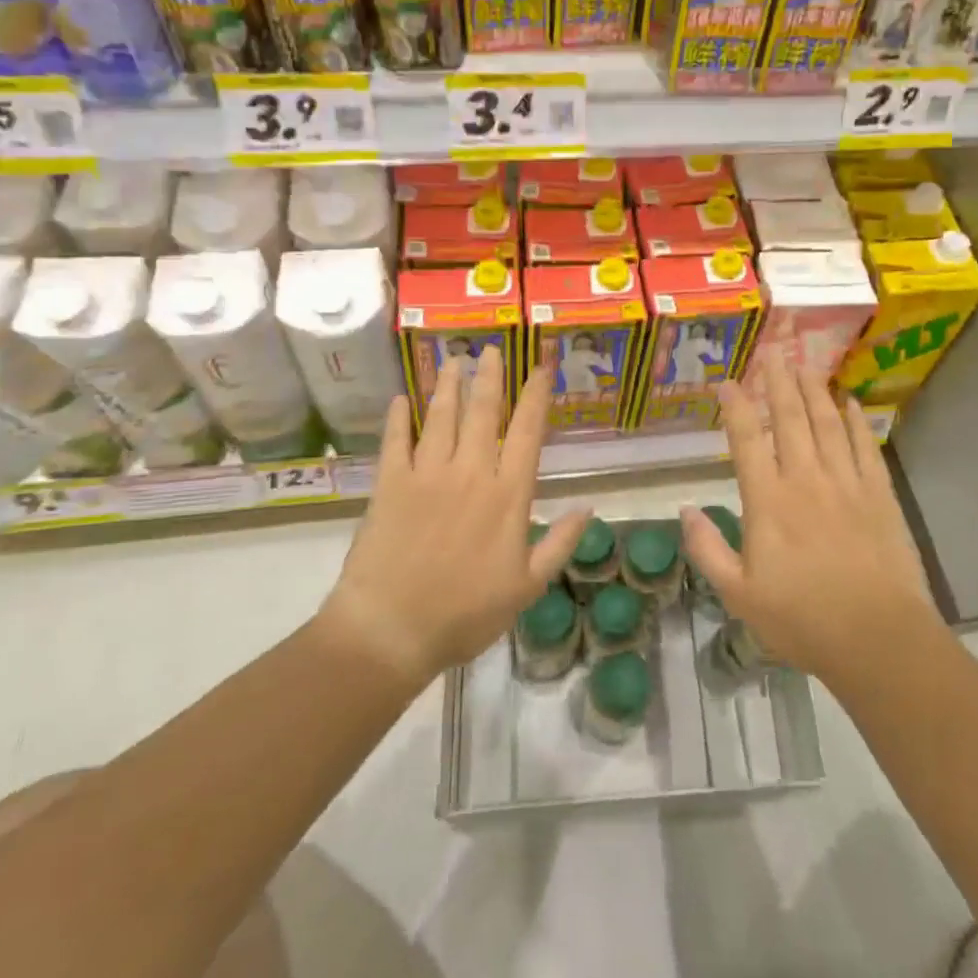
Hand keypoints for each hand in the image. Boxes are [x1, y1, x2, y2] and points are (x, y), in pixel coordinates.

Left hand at [323, 347, 588, 688]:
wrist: (391, 629)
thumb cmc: (466, 614)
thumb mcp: (527, 587)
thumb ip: (560, 543)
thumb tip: (589, 508)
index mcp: (508, 495)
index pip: (527, 433)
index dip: (535, 396)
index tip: (540, 368)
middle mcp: (470, 473)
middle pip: (482, 413)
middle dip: (489, 377)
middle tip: (490, 348)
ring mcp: (426, 475)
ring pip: (441, 418)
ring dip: (448, 386)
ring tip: (453, 360)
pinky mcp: (389, 485)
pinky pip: (395, 442)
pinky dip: (398, 419)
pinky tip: (401, 400)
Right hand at [681, 355, 935, 684]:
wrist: (877, 637)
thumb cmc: (802, 619)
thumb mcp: (739, 595)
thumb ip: (707, 550)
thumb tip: (687, 509)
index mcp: (768, 501)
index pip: (747, 439)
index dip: (736, 406)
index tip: (727, 382)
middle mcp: (806, 480)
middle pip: (790, 418)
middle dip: (779, 381)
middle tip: (773, 351)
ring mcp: (846, 484)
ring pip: (828, 424)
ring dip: (815, 390)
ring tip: (806, 364)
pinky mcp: (879, 495)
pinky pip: (865, 447)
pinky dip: (857, 421)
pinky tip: (851, 403)